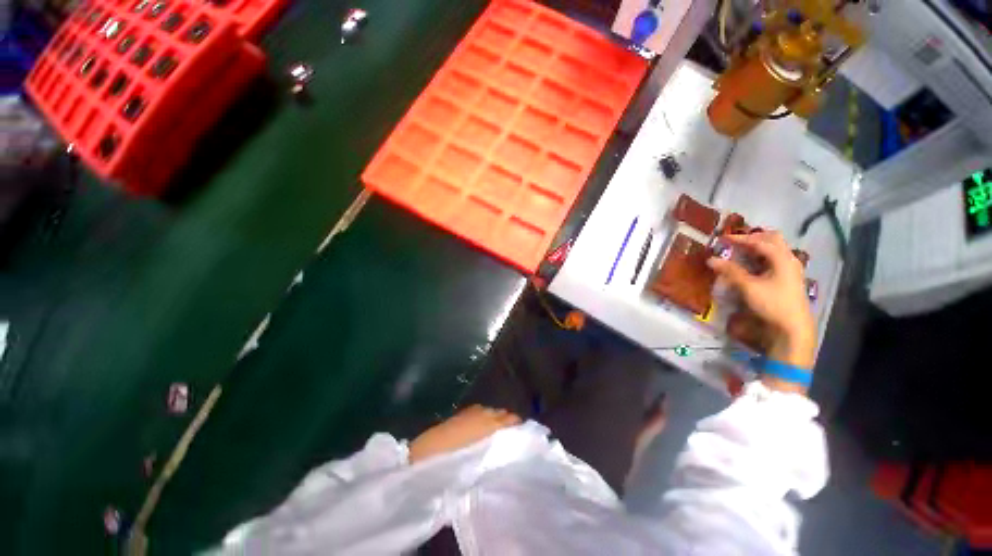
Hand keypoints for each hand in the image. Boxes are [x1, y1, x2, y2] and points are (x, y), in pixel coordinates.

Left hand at [408, 405, 521, 463]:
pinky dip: (485, 417)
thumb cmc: (452, 466)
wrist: (423, 456)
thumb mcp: (478, 466)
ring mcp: (472, 412)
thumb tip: (507, 456)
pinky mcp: (461, 413)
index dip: (519, 429)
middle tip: (511, 438)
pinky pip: (480, 411)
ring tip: (498, 433)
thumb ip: (495, 457)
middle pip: (503, 415)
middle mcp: (484, 414)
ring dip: (496, 420)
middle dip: (508, 424)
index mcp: (490, 427)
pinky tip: (482, 426)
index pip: (512, 421)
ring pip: (492, 411)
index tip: (523, 439)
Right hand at [708, 230, 815, 371]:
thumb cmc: (772, 304)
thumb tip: (711, 259)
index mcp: (782, 258)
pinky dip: (761, 256)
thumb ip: (730, 271)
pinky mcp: (788, 278)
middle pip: (772, 239)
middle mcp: (789, 259)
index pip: (760, 241)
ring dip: (757, 246)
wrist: (793, 327)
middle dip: (753, 237)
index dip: (740, 238)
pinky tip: (751, 264)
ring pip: (775, 249)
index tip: (722, 239)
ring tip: (740, 251)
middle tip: (735, 242)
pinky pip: (774, 259)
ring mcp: (790, 268)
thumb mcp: (748, 287)